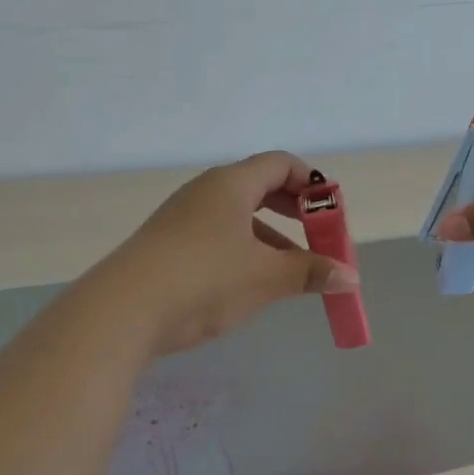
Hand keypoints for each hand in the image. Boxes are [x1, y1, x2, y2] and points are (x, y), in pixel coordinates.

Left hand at [102, 151, 360, 355]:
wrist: (123, 310)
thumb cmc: (205, 279)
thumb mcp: (266, 277)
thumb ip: (310, 272)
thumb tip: (350, 277)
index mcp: (231, 184)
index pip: (280, 164)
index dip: (311, 183)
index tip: (331, 211)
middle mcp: (205, 191)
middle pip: (259, 186)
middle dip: (293, 210)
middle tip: (317, 236)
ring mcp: (182, 217)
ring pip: (237, 216)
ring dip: (269, 236)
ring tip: (291, 269)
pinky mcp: (167, 245)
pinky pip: (216, 235)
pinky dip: (242, 250)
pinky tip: (250, 283)